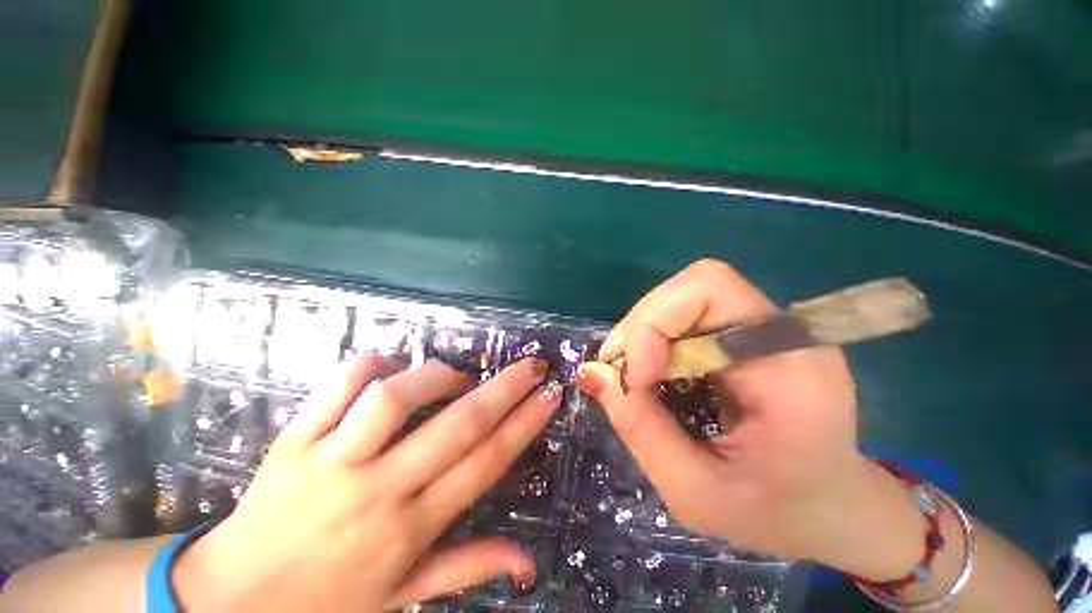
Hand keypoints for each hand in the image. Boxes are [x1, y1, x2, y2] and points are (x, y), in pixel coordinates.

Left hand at [174, 355, 562, 611]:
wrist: (227, 604)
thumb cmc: (324, 604)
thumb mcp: (402, 600)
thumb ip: (467, 569)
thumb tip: (530, 563)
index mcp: (409, 529)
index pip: (485, 463)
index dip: (524, 424)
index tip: (550, 395)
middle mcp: (378, 490)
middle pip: (457, 426)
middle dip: (505, 389)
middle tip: (532, 365)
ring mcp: (330, 461)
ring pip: (395, 399)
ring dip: (436, 377)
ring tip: (455, 377)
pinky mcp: (293, 440)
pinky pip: (337, 384)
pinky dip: (371, 364)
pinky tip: (391, 367)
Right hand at [577, 259, 914, 569]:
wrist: (830, 508)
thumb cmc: (777, 513)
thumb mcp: (697, 492)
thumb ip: (641, 430)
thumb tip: (591, 372)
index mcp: (791, 363)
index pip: (709, 288)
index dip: (654, 323)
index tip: (636, 379)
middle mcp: (779, 329)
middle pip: (688, 289)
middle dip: (640, 328)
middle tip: (620, 376)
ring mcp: (760, 329)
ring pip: (678, 300)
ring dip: (641, 335)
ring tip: (632, 380)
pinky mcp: (741, 337)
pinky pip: (681, 319)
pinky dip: (651, 342)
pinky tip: (650, 376)